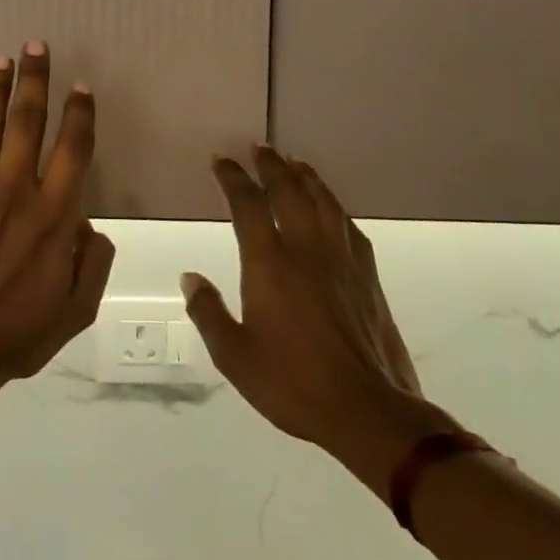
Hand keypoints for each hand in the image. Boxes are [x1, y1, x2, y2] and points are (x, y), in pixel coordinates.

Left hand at [0, 43, 116, 395]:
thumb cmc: (13, 338)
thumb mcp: (74, 312)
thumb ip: (93, 264)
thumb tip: (92, 225)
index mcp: (53, 215)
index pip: (73, 149)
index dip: (80, 114)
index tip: (81, 86)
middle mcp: (14, 190)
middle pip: (28, 122)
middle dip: (34, 80)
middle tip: (35, 45)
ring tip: (0, 61)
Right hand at [182, 146, 450, 498]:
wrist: (369, 411)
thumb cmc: (293, 382)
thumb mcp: (234, 355)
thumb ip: (208, 312)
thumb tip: (190, 277)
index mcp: (270, 264)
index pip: (247, 205)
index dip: (233, 178)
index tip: (221, 160)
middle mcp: (306, 250)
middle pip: (289, 192)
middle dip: (272, 166)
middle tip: (259, 147)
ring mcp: (341, 261)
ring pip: (323, 203)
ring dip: (306, 178)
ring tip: (295, 162)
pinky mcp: (367, 277)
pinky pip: (349, 227)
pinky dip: (335, 207)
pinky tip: (332, 208)